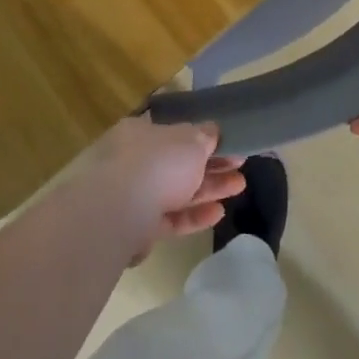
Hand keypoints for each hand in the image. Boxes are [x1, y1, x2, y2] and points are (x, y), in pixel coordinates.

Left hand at [77, 116, 245, 254]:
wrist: (118, 211)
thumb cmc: (157, 162)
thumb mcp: (189, 141)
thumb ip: (203, 136)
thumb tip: (212, 130)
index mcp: (141, 132)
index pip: (173, 132)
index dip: (201, 137)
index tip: (226, 143)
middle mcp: (134, 160)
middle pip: (178, 163)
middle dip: (211, 165)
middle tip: (240, 166)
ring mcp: (133, 195)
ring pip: (176, 190)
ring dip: (208, 189)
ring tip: (239, 186)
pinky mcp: (137, 228)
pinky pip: (170, 218)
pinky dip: (193, 216)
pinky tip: (219, 213)